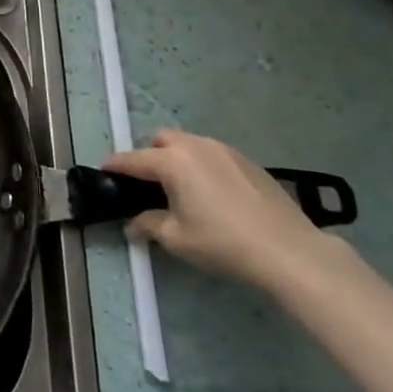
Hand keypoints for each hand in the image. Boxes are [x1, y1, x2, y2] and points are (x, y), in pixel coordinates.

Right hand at [104, 129, 342, 292]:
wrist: (289, 251)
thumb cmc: (223, 243)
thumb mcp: (176, 239)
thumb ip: (148, 224)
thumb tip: (133, 224)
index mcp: (172, 162)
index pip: (132, 160)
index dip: (114, 167)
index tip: (103, 173)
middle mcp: (195, 146)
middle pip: (161, 140)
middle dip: (150, 156)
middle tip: (150, 185)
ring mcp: (225, 151)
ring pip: (190, 144)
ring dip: (178, 159)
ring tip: (183, 189)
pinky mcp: (249, 162)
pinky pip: (214, 155)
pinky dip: (204, 166)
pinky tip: (214, 194)